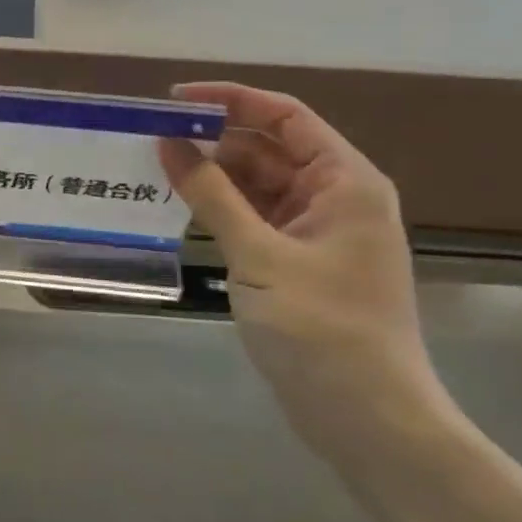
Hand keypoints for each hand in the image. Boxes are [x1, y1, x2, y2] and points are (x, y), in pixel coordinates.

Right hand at [158, 83, 454, 473]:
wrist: (370, 422)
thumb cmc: (323, 330)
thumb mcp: (259, 255)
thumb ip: (211, 194)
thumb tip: (168, 141)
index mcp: (344, 181)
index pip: (284, 115)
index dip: (230, 99)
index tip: (174, 100)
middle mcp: (334, 196)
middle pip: (267, 147)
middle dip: (213, 139)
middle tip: (152, 138)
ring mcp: (316, 230)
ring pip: (256, 182)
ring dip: (212, 175)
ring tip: (155, 169)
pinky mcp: (297, 260)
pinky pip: (254, 216)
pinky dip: (220, 208)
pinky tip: (179, 207)